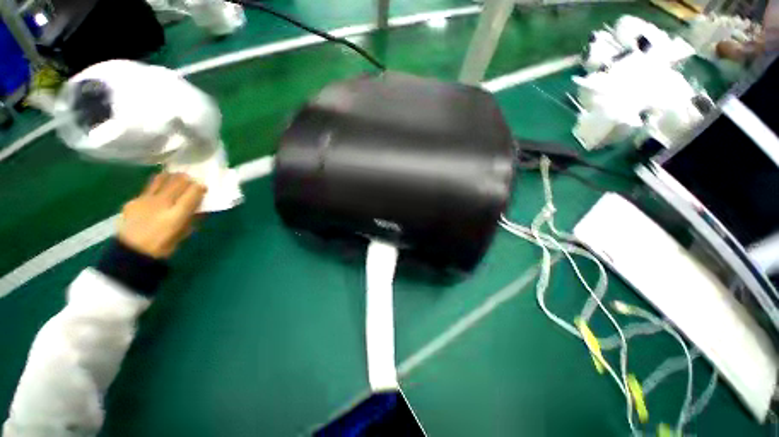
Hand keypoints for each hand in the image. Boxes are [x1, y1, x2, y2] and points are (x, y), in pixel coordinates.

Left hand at [118, 173, 206, 258]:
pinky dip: (157, 184)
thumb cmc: (164, 246)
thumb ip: (192, 218)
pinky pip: (148, 188)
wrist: (132, 252)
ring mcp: (145, 200)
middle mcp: (161, 203)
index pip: (192, 193)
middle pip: (177, 183)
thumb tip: (201, 207)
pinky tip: (159, 188)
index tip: (204, 186)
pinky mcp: (133, 200)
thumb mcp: (184, 233)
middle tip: (192, 180)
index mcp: (177, 214)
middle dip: (187, 179)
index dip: (200, 187)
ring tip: (176, 177)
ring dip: (171, 176)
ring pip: (161, 180)